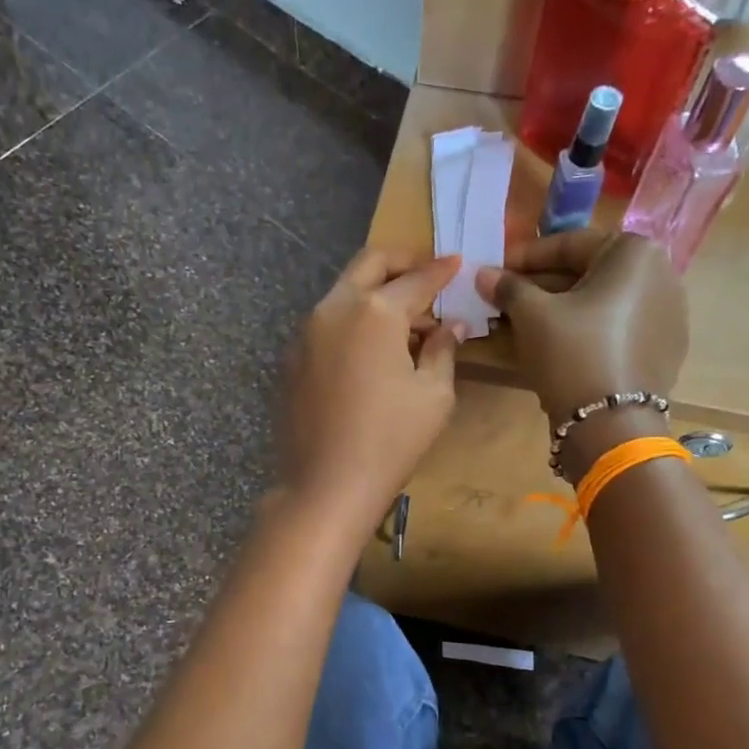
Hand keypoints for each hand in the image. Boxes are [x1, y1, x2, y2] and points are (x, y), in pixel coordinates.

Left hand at [278, 250, 463, 541]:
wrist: (325, 486)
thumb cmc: (390, 441)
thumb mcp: (433, 395)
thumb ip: (442, 349)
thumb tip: (450, 326)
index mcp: (374, 312)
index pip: (416, 278)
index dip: (441, 270)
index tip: (457, 263)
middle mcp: (334, 308)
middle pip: (369, 264)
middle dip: (402, 262)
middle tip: (427, 275)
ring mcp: (305, 333)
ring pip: (344, 293)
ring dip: (375, 294)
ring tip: (404, 322)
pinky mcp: (291, 359)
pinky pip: (327, 324)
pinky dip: (353, 322)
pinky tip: (370, 352)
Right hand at [475, 229, 688, 424]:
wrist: (611, 423)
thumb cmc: (572, 352)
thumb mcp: (532, 315)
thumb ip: (508, 287)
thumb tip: (483, 274)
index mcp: (635, 253)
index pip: (569, 244)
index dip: (525, 257)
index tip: (496, 271)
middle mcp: (661, 274)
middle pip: (588, 273)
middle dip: (543, 286)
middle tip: (506, 299)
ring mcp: (668, 314)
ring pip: (602, 302)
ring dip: (561, 309)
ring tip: (524, 324)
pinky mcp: (664, 348)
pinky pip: (617, 327)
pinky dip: (586, 330)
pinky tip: (557, 345)